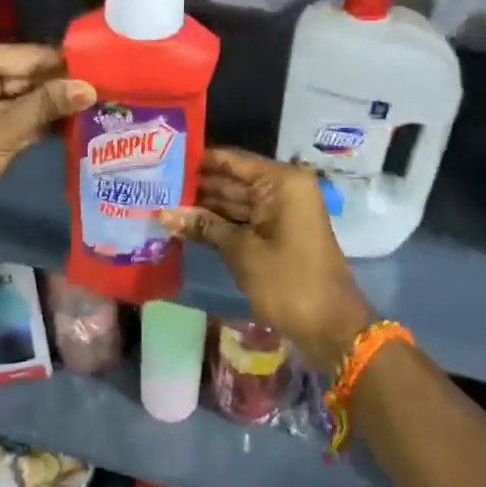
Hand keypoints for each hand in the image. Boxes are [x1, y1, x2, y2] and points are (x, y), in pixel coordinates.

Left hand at [0, 42, 93, 239]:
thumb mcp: (5, 129)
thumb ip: (48, 105)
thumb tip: (91, 88)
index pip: (31, 55)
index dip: (68, 66)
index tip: (109, 74)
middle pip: (29, 74)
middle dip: (64, 88)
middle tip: (109, 94)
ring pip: (25, 97)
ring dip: (55, 107)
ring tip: (99, 110)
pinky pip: (16, 115)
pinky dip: (39, 122)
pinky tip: (75, 128)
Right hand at [156, 148, 373, 372]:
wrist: (331, 327)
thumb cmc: (288, 281)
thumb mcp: (242, 252)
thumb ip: (203, 226)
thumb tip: (162, 212)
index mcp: (282, 181)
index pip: (232, 160)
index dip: (198, 160)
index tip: (163, 159)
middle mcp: (283, 189)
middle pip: (232, 179)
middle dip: (197, 185)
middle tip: (155, 184)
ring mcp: (281, 212)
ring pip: (235, 200)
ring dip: (203, 206)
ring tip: (162, 202)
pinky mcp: (277, 234)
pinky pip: (243, 219)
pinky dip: (219, 223)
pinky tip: (185, 224)